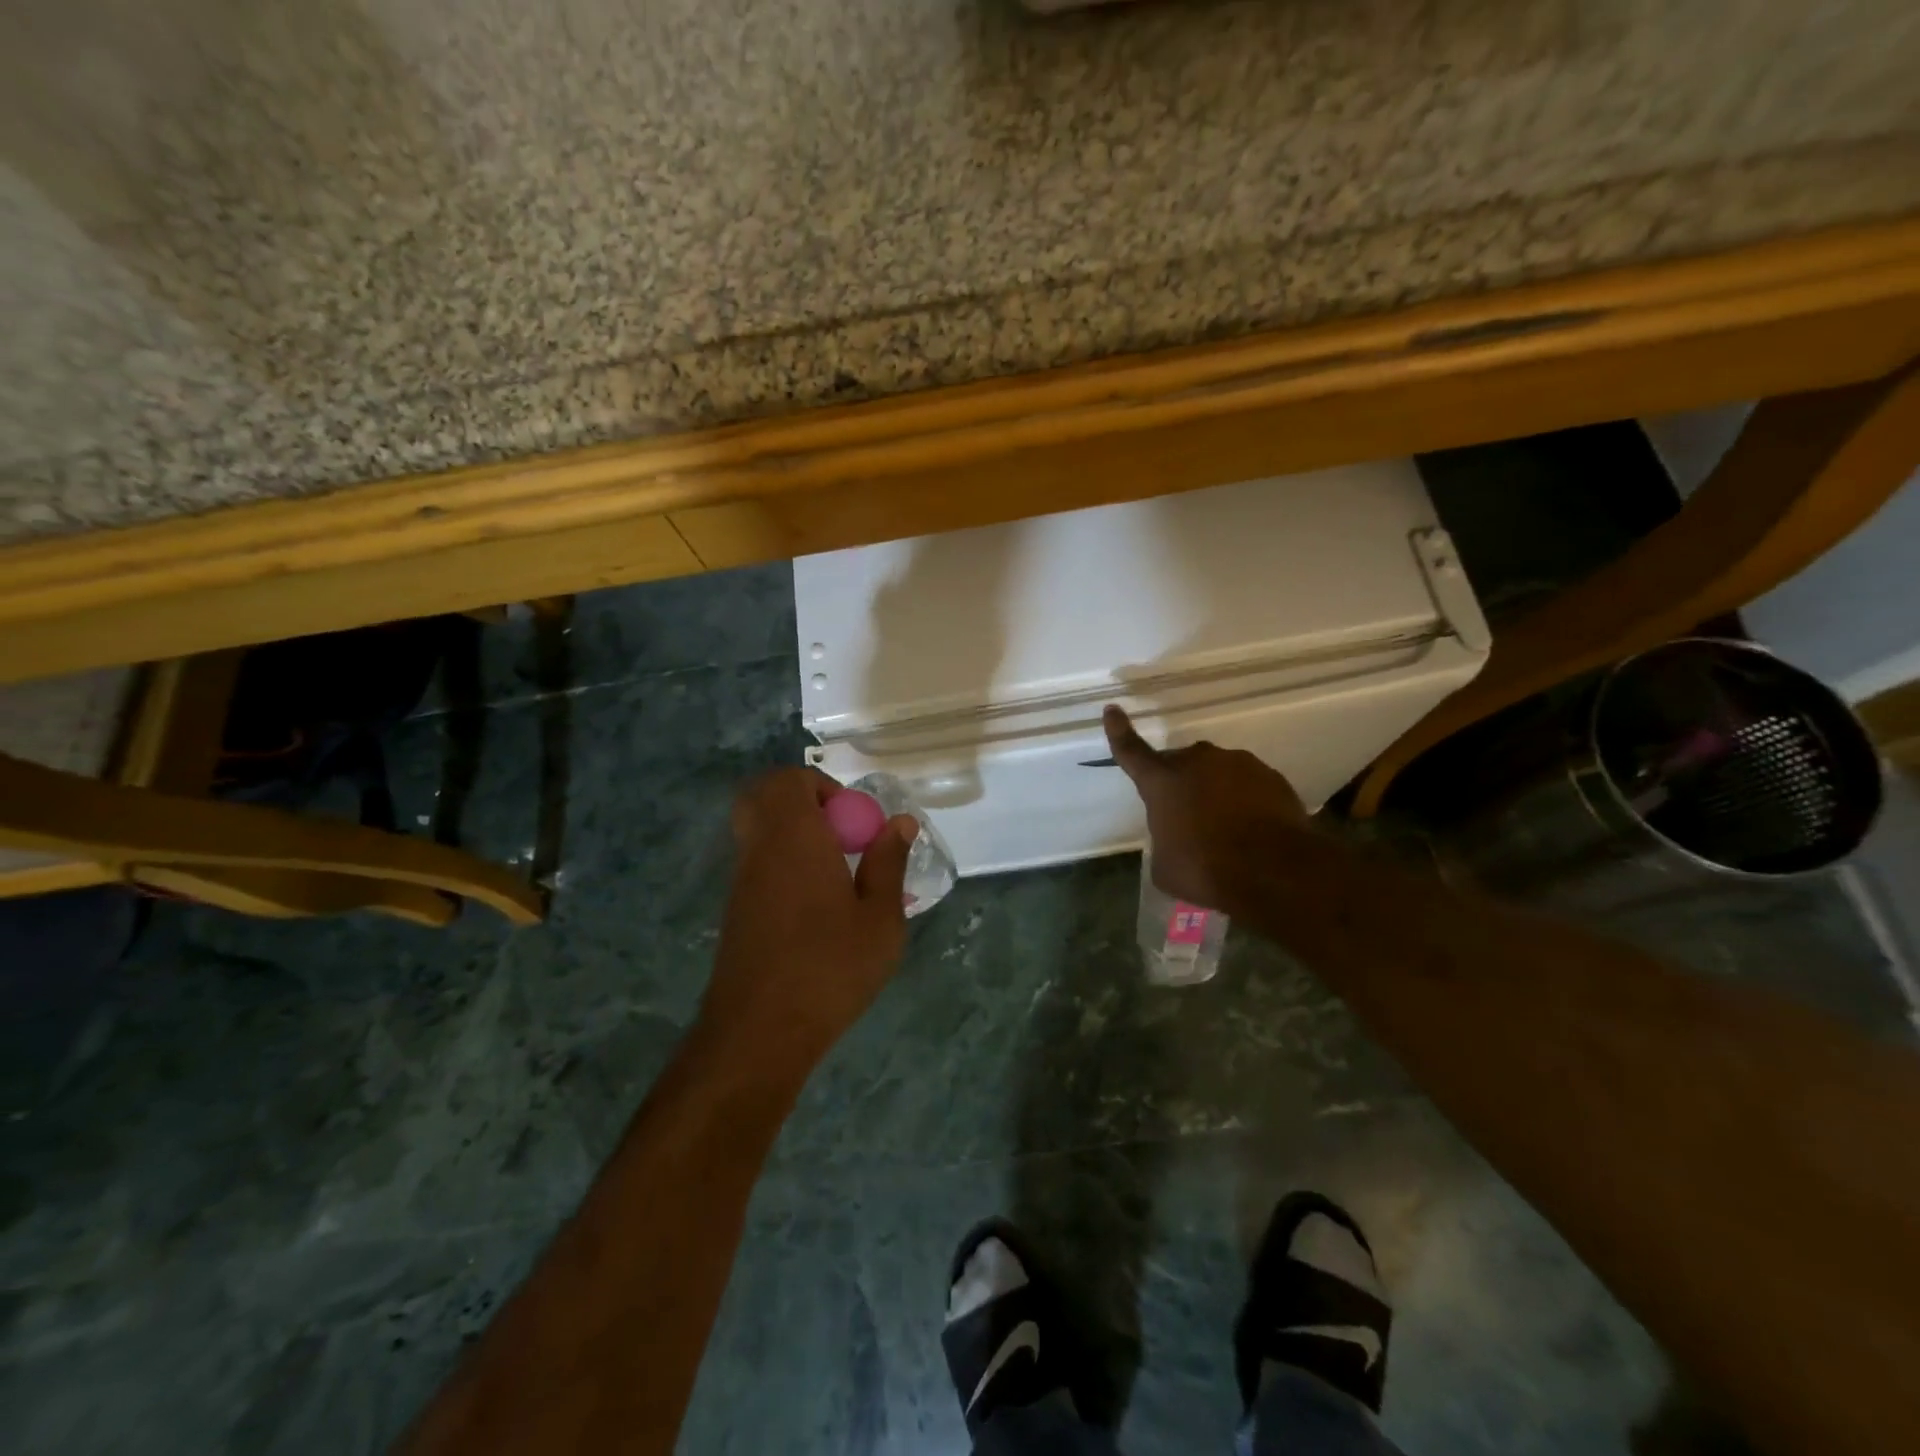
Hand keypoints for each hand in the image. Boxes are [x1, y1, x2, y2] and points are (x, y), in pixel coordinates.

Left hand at [702, 768, 919, 1069]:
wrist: (760, 1032)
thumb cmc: (830, 967)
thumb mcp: (880, 918)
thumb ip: (889, 863)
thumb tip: (900, 823)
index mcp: (794, 837)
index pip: (789, 780)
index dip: (822, 787)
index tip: (853, 820)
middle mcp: (760, 848)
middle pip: (763, 796)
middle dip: (802, 801)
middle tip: (839, 832)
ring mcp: (742, 880)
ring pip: (759, 830)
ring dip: (795, 835)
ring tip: (838, 874)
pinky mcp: (737, 910)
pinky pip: (759, 863)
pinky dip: (786, 865)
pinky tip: (820, 909)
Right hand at [1104, 704, 1307, 910]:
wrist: (1275, 871)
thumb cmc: (1206, 870)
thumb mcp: (1165, 866)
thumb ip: (1164, 841)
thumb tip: (1175, 838)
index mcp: (1162, 781)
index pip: (1132, 752)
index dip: (1119, 732)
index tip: (1112, 710)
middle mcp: (1197, 762)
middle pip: (1181, 764)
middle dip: (1181, 784)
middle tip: (1188, 818)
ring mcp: (1238, 764)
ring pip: (1218, 772)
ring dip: (1216, 792)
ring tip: (1226, 829)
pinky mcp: (1271, 776)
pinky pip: (1249, 784)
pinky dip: (1246, 800)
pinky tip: (1253, 829)